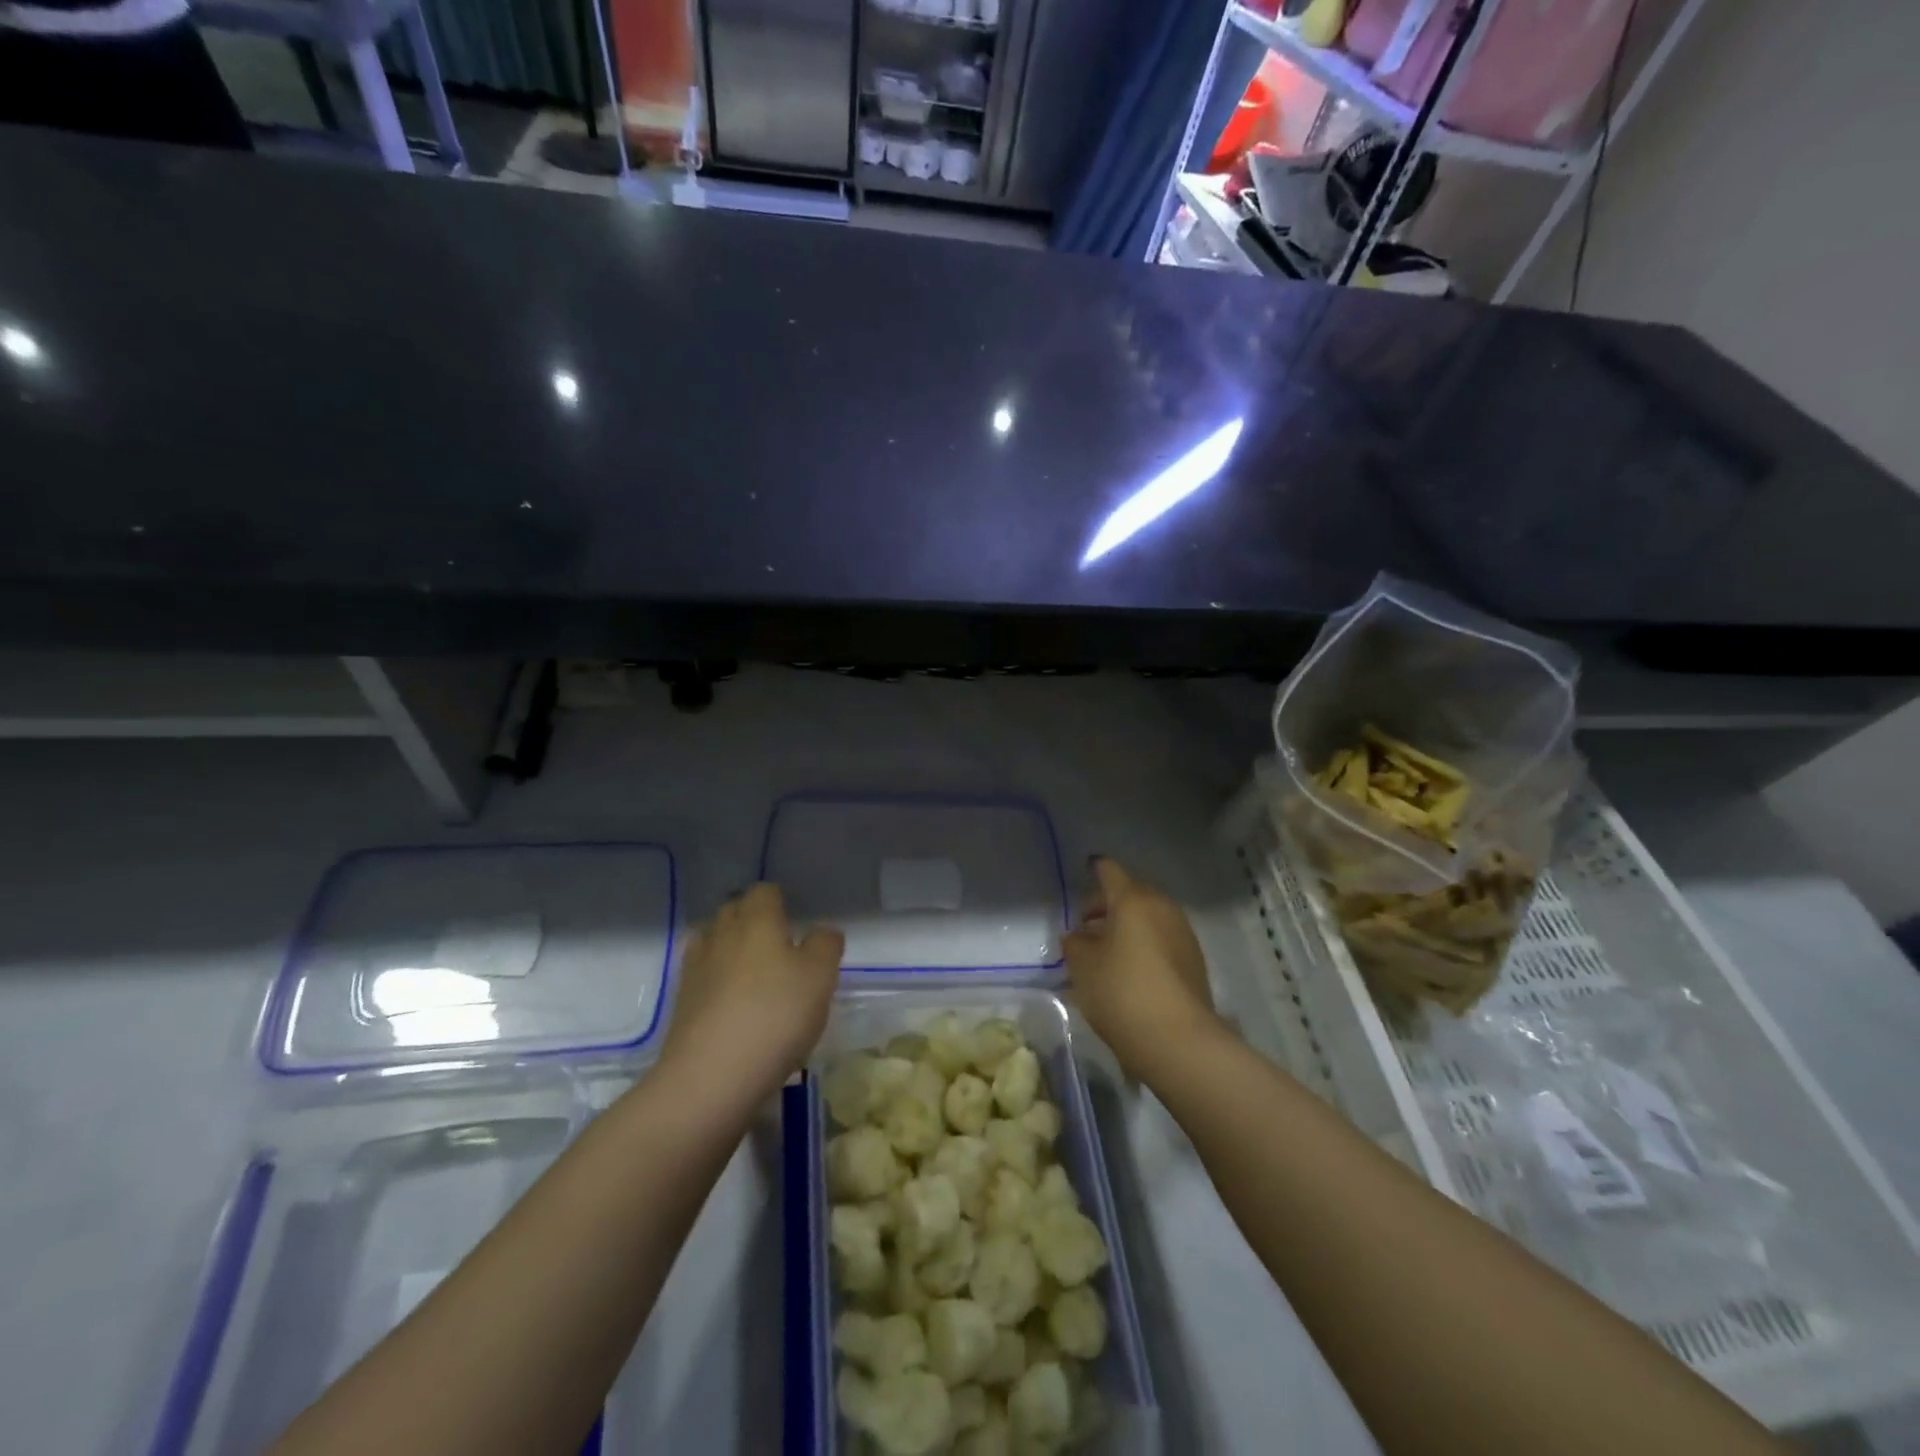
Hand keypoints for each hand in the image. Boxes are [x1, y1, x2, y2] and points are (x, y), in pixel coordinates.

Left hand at [664, 883, 842, 1101]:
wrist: (710, 1078)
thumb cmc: (775, 1017)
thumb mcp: (820, 978)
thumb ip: (825, 945)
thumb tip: (821, 932)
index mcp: (757, 920)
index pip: (764, 891)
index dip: (780, 899)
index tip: (795, 918)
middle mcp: (722, 934)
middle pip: (734, 910)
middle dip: (752, 918)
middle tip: (778, 942)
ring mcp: (696, 968)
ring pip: (713, 939)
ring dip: (730, 946)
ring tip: (753, 970)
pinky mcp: (682, 1003)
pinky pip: (702, 974)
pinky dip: (716, 978)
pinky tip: (732, 1000)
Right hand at [1064, 858, 1224, 1080]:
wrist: (1178, 1040)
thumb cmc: (1121, 991)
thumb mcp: (1082, 966)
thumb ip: (1075, 942)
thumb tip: (1079, 935)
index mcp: (1133, 899)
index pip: (1109, 871)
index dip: (1094, 870)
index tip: (1083, 873)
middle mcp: (1162, 907)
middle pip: (1131, 894)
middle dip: (1107, 906)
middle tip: (1085, 929)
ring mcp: (1183, 933)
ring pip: (1148, 918)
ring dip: (1127, 928)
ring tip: (1105, 954)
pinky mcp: (1194, 961)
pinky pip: (1162, 940)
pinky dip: (1144, 945)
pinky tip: (1129, 972)